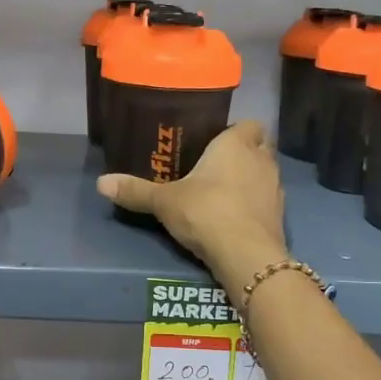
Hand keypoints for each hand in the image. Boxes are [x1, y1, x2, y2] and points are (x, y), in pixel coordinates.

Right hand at [97, 121, 288, 288]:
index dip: (236, 131)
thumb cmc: (206, 212)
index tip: (216, 142)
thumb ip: (135, 191)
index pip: (249, 124)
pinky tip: (234, 218)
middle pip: (259, 148)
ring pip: (264, 175)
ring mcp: (275, 189)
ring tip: (222, 194)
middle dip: (243, 155)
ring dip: (249, 181)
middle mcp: (261, 160)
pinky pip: (266, 202)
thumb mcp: (163, 202)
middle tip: (215, 167)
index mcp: (236, 144)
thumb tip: (100, 183)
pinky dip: (254, 206)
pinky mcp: (280, 216)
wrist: (246, 255)